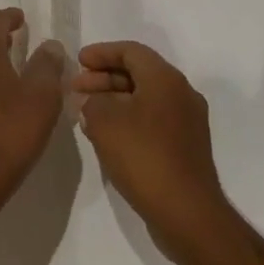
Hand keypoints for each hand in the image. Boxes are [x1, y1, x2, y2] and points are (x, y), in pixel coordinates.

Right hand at [72, 42, 233, 259]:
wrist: (187, 213)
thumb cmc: (144, 157)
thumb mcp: (104, 121)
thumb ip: (92, 101)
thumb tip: (93, 101)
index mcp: (166, 79)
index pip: (130, 51)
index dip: (101, 53)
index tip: (77, 62)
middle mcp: (181, 94)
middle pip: (138, 73)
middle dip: (104, 78)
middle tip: (76, 89)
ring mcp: (187, 122)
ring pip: (144, 98)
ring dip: (114, 100)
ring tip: (85, 112)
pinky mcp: (186, 147)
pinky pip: (152, 120)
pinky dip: (128, 119)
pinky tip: (106, 135)